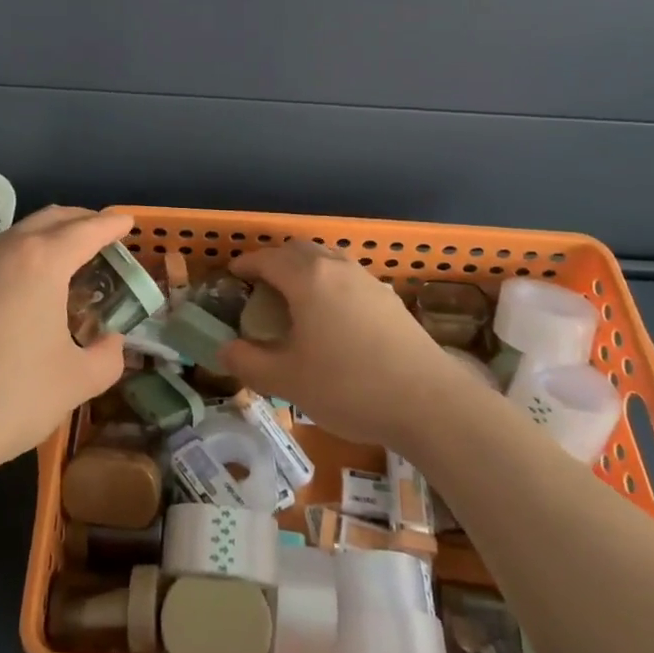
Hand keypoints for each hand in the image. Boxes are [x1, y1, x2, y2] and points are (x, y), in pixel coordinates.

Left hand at [0, 206, 130, 485]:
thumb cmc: (8, 397)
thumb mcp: (76, 383)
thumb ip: (108, 357)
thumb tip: (111, 342)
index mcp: (43, 260)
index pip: (88, 229)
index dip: (113, 225)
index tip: (129, 223)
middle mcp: (9, 249)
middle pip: (54, 218)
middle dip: (83, 222)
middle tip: (106, 240)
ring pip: (24, 233)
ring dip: (53, 237)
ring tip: (74, 264)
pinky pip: (4, 254)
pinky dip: (29, 255)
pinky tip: (35, 289)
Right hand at [220, 240, 463, 449]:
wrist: (428, 401)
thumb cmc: (349, 386)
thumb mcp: (288, 380)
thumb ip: (249, 363)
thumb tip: (225, 350)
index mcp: (307, 278)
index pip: (267, 258)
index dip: (246, 265)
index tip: (232, 275)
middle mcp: (336, 267)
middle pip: (298, 250)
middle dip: (274, 261)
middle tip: (259, 285)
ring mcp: (366, 280)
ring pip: (327, 259)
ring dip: (304, 268)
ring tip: (293, 297)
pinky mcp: (388, 298)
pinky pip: (347, 276)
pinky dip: (328, 282)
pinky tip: (331, 316)